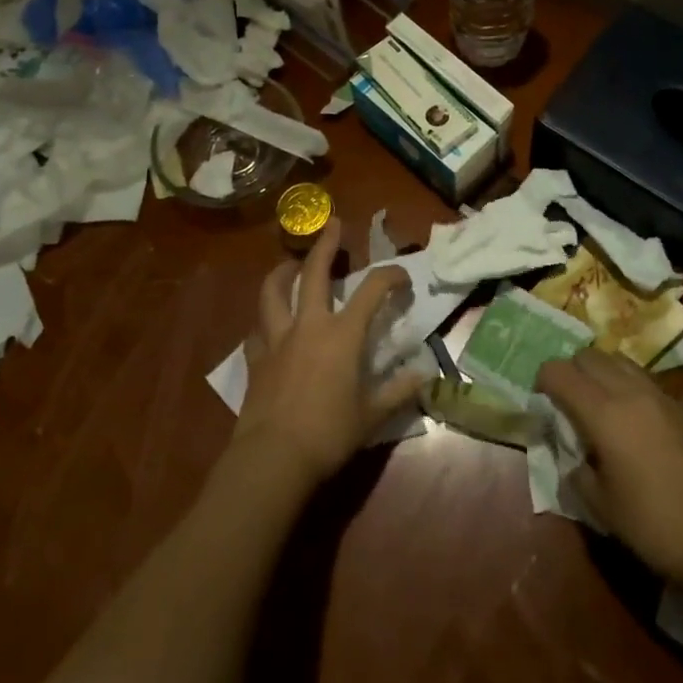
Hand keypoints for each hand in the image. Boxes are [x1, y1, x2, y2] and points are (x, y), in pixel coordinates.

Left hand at [231, 220, 423, 489]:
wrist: (274, 457)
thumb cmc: (329, 434)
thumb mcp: (372, 416)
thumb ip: (399, 390)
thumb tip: (426, 374)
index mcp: (342, 334)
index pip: (372, 291)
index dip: (390, 276)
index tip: (403, 277)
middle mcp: (309, 325)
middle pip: (314, 273)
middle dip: (325, 245)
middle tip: (333, 224)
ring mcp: (277, 339)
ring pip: (273, 292)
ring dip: (282, 273)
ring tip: (289, 265)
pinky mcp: (256, 359)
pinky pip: (257, 330)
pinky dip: (264, 322)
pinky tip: (268, 325)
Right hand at [536, 349, 682, 584]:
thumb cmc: (654, 524)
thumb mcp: (601, 506)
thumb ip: (576, 470)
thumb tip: (571, 455)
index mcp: (602, 412)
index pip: (559, 372)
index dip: (543, 381)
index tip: (541, 402)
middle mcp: (628, 391)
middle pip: (588, 355)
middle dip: (570, 371)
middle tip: (567, 402)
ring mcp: (658, 395)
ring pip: (617, 359)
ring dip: (600, 372)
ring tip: (598, 404)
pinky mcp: (679, 407)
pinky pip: (641, 377)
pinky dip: (625, 383)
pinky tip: (629, 418)